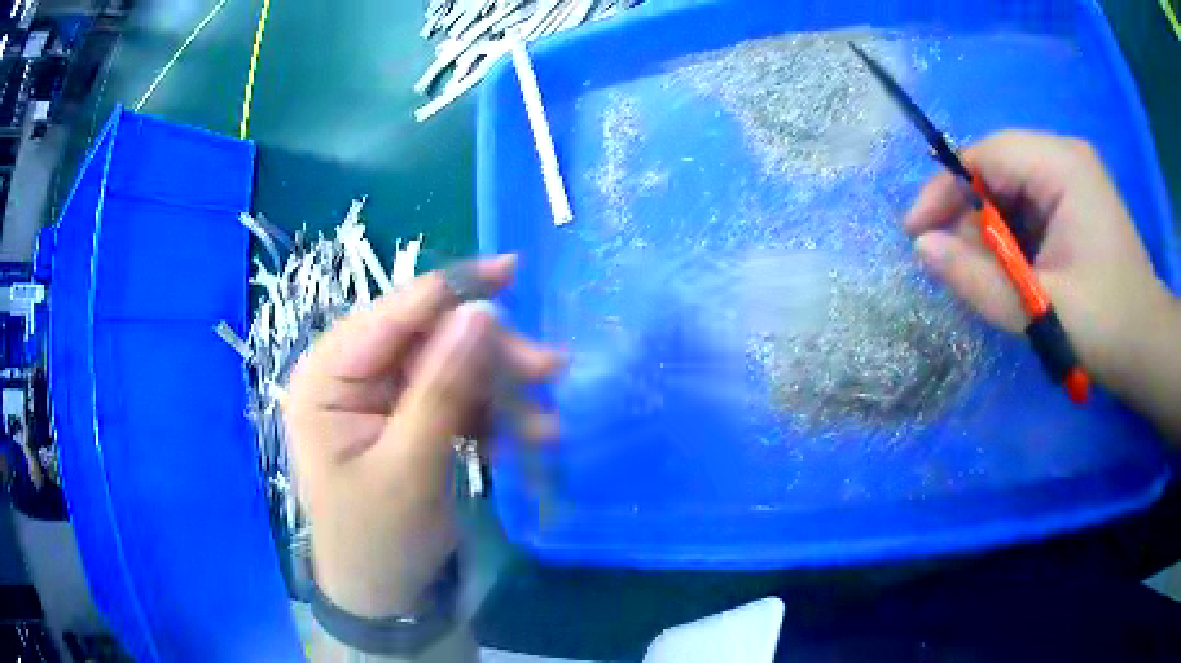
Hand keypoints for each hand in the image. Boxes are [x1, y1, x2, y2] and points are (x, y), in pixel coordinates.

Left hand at [285, 256, 561, 616]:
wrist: (383, 596)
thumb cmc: (378, 539)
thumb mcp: (410, 468)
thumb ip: (443, 389)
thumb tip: (482, 312)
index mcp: (327, 377)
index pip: (392, 314)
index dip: (452, 290)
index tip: (513, 269)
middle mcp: (351, 376)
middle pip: (430, 339)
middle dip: (489, 357)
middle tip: (550, 371)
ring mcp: (382, 397)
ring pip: (451, 369)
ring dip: (500, 392)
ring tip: (545, 426)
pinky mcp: (408, 420)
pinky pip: (457, 400)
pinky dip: (493, 417)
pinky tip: (524, 440)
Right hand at [905, 130, 1177, 400]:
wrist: (1149, 351)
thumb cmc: (1107, 328)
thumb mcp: (1040, 311)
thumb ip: (980, 281)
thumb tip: (922, 250)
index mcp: (1062, 166)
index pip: (987, 155)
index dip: (946, 189)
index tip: (916, 234)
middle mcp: (1065, 159)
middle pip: (997, 170)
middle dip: (969, 216)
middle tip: (949, 264)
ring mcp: (1072, 181)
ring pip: (1011, 192)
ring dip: (991, 233)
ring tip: (981, 276)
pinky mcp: (1075, 205)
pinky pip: (1029, 209)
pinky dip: (1011, 240)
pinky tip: (1010, 272)